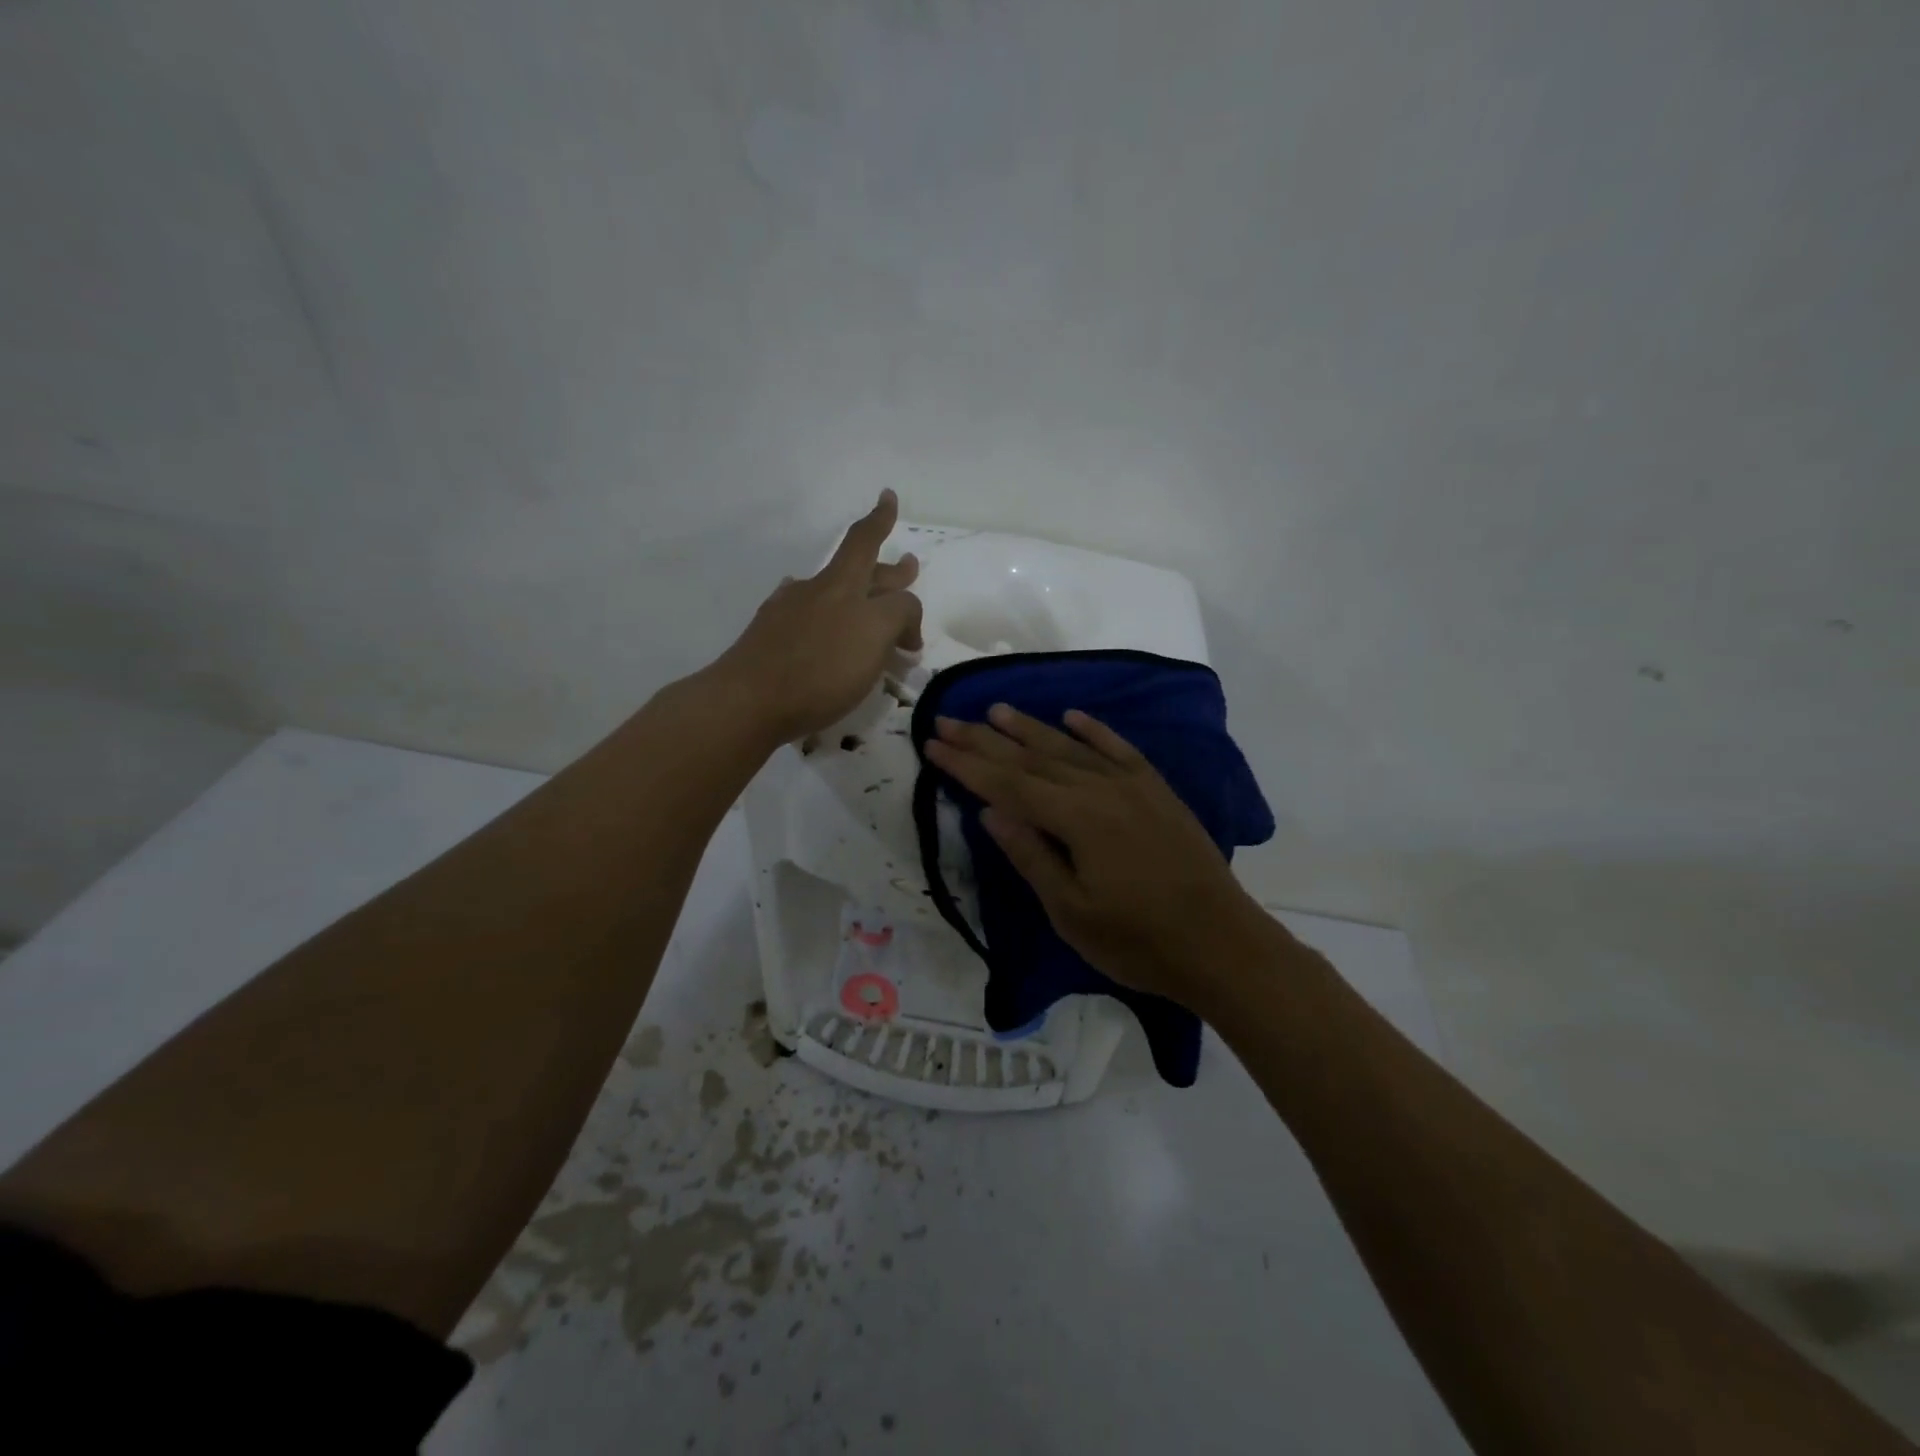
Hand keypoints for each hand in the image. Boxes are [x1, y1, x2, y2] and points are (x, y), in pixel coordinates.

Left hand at [711, 491, 923, 745]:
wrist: (749, 701)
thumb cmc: (820, 669)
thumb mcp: (875, 635)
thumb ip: (899, 615)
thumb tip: (903, 617)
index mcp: (842, 585)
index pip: (865, 542)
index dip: (880, 520)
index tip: (886, 496)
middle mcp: (815, 591)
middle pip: (855, 571)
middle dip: (885, 569)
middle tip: (907, 565)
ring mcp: (788, 614)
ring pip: (830, 594)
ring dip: (855, 595)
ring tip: (868, 600)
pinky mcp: (771, 641)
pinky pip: (805, 618)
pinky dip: (821, 616)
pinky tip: (816, 623)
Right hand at [924, 704, 1268, 1001]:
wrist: (1222, 945)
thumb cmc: (1139, 941)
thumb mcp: (1072, 911)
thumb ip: (1030, 856)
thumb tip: (989, 811)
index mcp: (1077, 819)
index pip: (1008, 783)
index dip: (967, 764)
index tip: (933, 744)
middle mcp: (1102, 789)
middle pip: (1033, 757)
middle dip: (986, 739)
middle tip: (948, 719)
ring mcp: (1134, 786)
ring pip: (1071, 747)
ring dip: (1031, 728)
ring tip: (996, 709)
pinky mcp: (1157, 791)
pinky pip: (1119, 749)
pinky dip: (1094, 730)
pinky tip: (1073, 716)